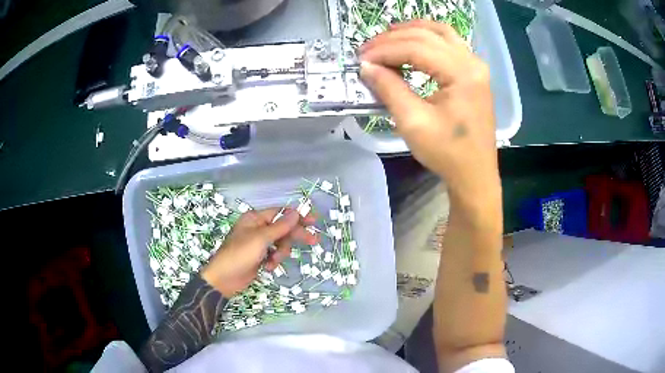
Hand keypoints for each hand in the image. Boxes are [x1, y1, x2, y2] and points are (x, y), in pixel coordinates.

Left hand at [201, 208, 316, 296]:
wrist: (224, 279)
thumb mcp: (261, 239)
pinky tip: (268, 267)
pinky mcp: (260, 256)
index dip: (297, 216)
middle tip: (313, 241)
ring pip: (281, 243)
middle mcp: (258, 228)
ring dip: (281, 253)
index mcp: (255, 218)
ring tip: (273, 261)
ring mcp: (259, 243)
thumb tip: (296, 212)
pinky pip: (275, 254)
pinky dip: (274, 261)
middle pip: (283, 228)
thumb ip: (280, 226)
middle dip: (294, 236)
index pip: (281, 213)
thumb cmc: (240, 254)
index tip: (314, 221)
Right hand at [359, 20, 499, 198]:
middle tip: (367, 50)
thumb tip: (366, 67)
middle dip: (393, 39)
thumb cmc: (447, 154)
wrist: (475, 174)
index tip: (361, 59)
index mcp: (462, 73)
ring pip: (439, 33)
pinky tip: (410, 45)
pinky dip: (426, 39)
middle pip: (427, 35)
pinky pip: (448, 43)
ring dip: (410, 32)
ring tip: (385, 40)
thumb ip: (389, 89)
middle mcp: (472, 62)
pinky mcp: (473, 73)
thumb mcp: (414, 123)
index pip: (417, 48)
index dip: (385, 50)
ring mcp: (475, 65)